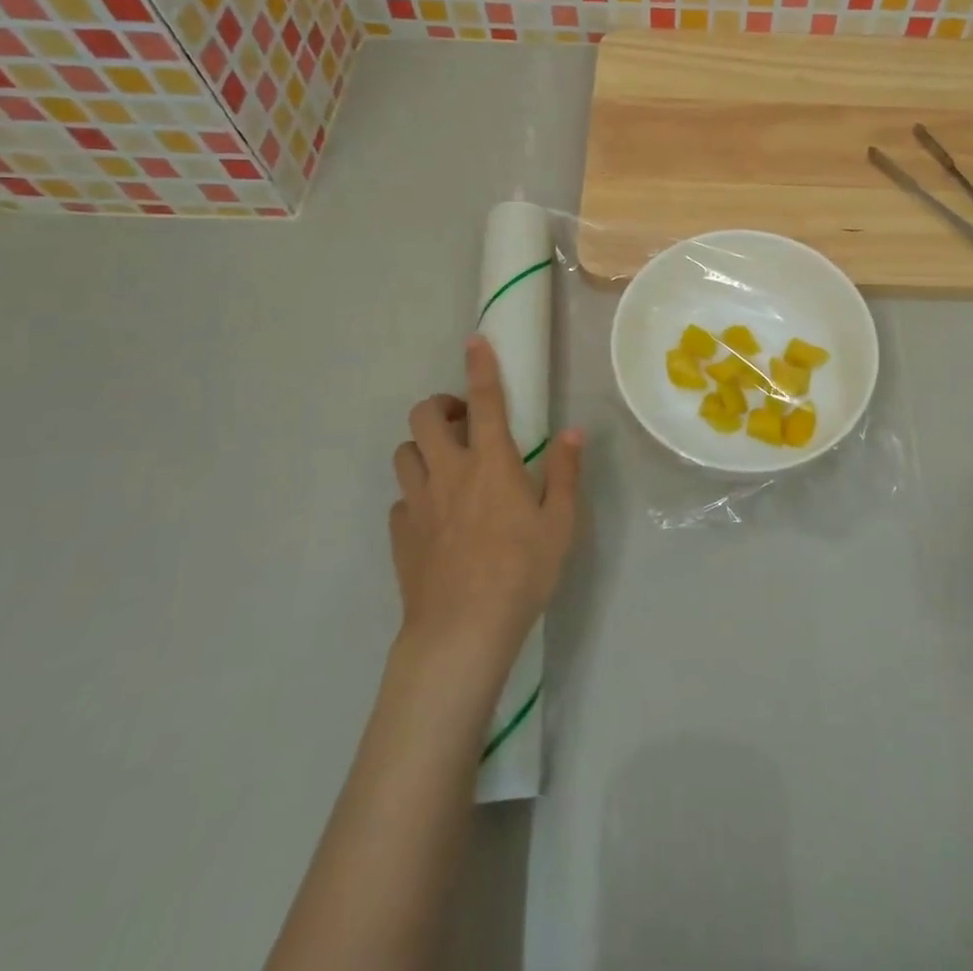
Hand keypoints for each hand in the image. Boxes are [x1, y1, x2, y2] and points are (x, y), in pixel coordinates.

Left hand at [390, 335, 580, 665]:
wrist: (461, 631)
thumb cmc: (521, 572)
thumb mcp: (560, 522)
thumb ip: (565, 472)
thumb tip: (572, 431)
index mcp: (491, 463)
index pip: (485, 400)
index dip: (480, 366)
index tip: (475, 341)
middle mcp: (449, 471)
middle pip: (425, 417)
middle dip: (440, 407)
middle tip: (462, 423)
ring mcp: (418, 502)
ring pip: (404, 452)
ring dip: (422, 448)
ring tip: (445, 465)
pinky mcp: (400, 533)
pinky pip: (401, 498)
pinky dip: (416, 494)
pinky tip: (434, 516)